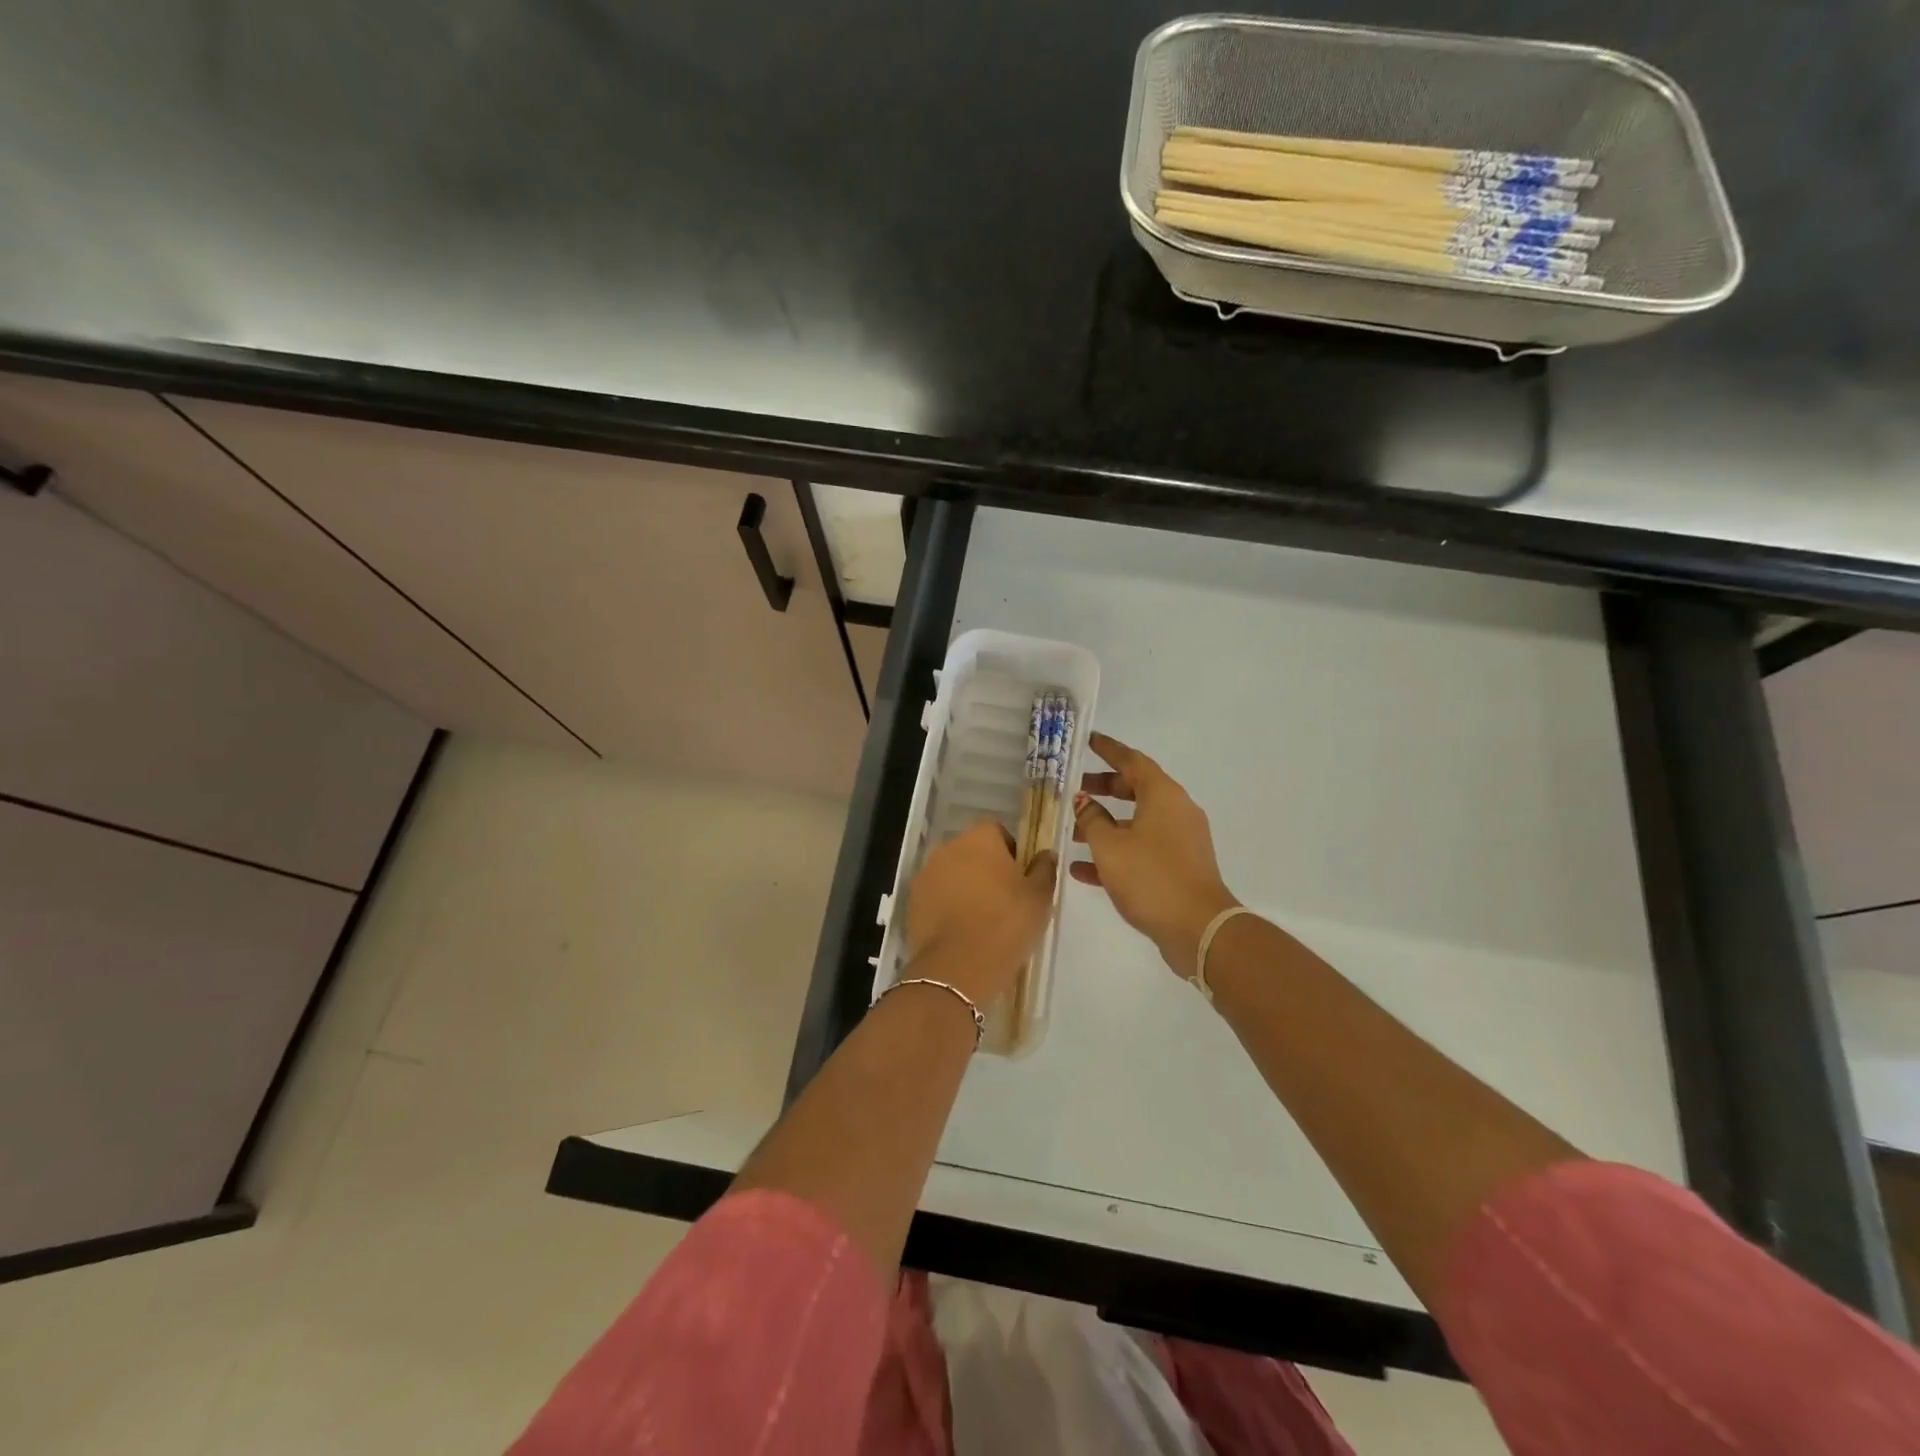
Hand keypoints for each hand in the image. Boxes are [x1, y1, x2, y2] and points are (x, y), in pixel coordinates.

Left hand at [905, 821, 1058, 1007]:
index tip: (1019, 880)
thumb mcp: (1039, 897)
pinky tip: (960, 931)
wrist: (958, 966)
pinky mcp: (912, 901)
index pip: (997, 832)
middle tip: (1003, 900)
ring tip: (980, 919)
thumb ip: (1044, 869)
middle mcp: (948, 847)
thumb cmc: (1006, 923)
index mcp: (980, 838)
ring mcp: (926, 874)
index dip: (1010, 853)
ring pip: (952, 873)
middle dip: (985, 869)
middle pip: (971, 852)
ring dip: (964, 886)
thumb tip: (1045, 854)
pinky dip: (946, 906)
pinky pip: (936, 896)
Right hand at [1072, 732, 1238, 977]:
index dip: (1109, 750)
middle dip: (1104, 788)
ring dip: (1106, 824)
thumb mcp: (1110, 847)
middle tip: (1075, 789)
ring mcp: (1181, 840)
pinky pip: (1143, 849)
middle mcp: (1176, 811)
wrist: (1199, 929)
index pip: (1133, 761)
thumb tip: (1083, 801)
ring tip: (1072, 832)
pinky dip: (1117, 852)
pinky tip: (1083, 869)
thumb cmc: (1151, 877)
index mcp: (1163, 796)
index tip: (1089, 741)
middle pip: (1136, 789)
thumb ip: (1092, 820)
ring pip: (1137, 822)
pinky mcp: (1179, 867)